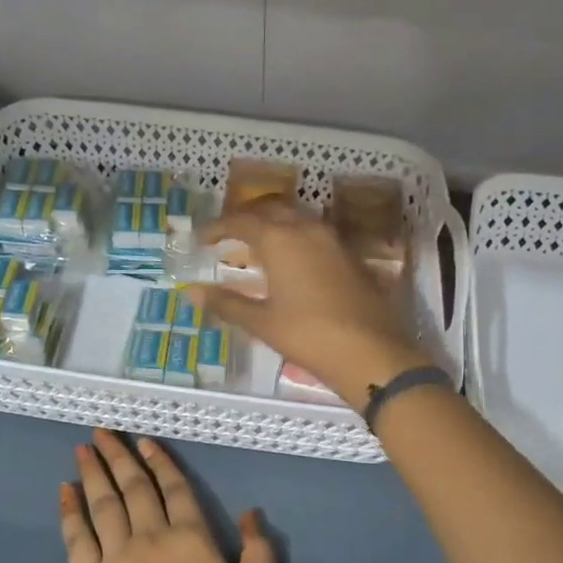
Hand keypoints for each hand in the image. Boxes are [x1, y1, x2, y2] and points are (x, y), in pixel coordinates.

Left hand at [60, 430, 276, 562]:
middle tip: (103, 431)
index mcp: (192, 538)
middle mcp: (152, 536)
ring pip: (104, 502)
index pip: (174, 487)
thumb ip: (259, 555)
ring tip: (84, 447)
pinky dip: (70, 511)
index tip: (145, 441)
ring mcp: (118, 556)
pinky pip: (78, 537)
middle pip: (134, 485)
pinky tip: (65, 490)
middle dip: (118, 454)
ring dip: (93, 471)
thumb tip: (250, 513)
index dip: (160, 460)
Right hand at [195, 197, 431, 410]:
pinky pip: (315, 234)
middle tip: (228, 235)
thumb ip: (226, 303)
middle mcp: (307, 229)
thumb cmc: (309, 335)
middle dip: (247, 218)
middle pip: (271, 210)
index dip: (218, 228)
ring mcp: (334, 240)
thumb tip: (191, 293)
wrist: (372, 352)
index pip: (241, 221)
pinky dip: (295, 237)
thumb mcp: (262, 322)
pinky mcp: (351, 256)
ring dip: (274, 224)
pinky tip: (291, 260)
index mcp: (280, 239)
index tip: (200, 238)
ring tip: (257, 245)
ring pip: (297, 218)